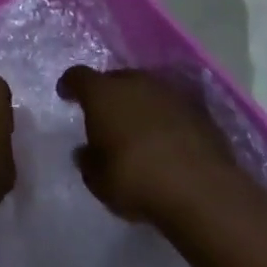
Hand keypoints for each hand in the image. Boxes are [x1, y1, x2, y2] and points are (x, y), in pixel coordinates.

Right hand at [58, 66, 239, 222]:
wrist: (201, 190)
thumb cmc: (136, 180)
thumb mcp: (98, 180)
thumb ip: (88, 161)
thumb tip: (86, 151)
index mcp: (103, 93)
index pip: (78, 76)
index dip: (70, 85)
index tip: (66, 95)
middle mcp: (135, 82)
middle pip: (115, 79)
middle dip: (108, 94)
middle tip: (105, 116)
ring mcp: (169, 92)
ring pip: (145, 90)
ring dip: (138, 104)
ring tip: (137, 128)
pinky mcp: (198, 109)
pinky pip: (171, 107)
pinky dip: (164, 118)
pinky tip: (166, 139)